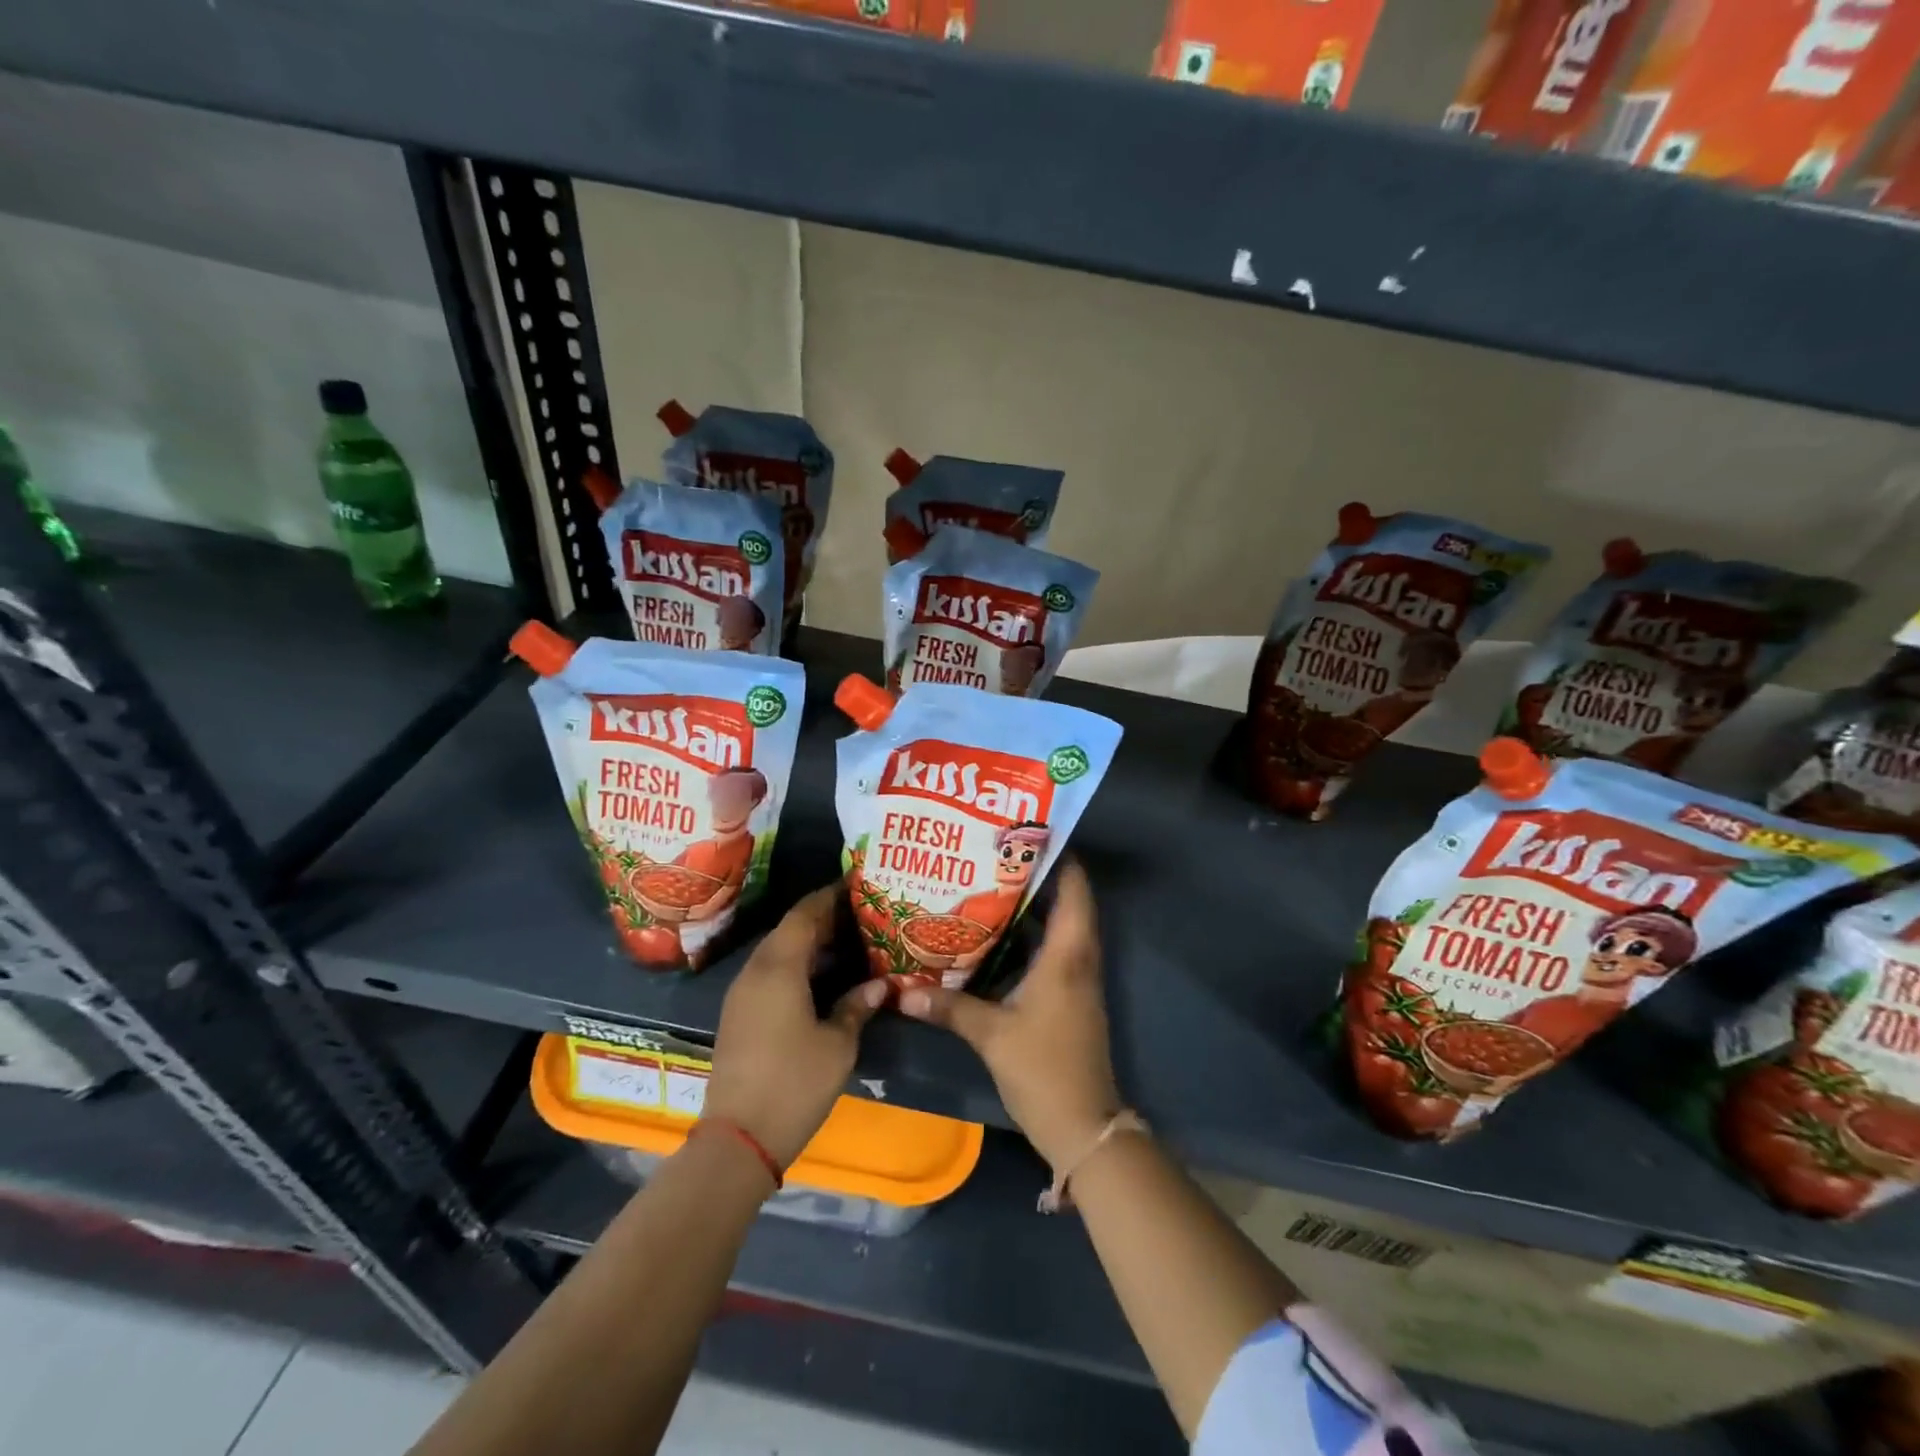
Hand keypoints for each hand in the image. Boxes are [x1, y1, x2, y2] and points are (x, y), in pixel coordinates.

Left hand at [705, 887, 886, 1167]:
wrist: (737, 1140)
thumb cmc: (794, 1084)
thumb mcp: (837, 1045)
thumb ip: (856, 1006)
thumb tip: (878, 984)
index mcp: (779, 968)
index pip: (805, 914)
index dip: (830, 896)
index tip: (857, 886)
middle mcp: (755, 971)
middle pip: (789, 928)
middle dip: (822, 917)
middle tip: (860, 915)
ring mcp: (741, 993)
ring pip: (777, 950)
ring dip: (807, 941)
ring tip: (846, 941)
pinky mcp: (737, 1014)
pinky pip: (768, 972)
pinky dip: (794, 963)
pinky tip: (820, 977)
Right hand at [898, 863, 1121, 1169]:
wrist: (1083, 1126)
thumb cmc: (1043, 1069)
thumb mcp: (991, 1035)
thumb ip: (948, 1007)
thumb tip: (901, 991)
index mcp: (1068, 954)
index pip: (1074, 889)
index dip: (1058, 857)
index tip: (1025, 833)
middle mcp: (1079, 958)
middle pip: (1067, 901)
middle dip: (1036, 876)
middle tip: (993, 855)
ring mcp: (1078, 979)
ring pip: (1061, 927)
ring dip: (1033, 906)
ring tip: (989, 884)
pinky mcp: (1070, 997)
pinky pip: (1055, 951)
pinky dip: (1031, 936)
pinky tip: (996, 937)